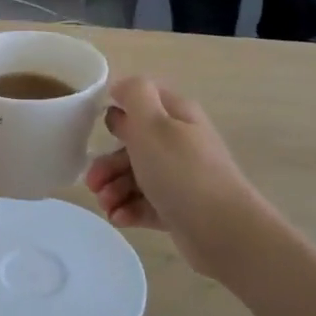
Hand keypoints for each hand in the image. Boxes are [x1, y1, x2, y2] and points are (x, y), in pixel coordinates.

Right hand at [83, 77, 270, 278]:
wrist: (223, 231)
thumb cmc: (181, 172)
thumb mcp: (152, 124)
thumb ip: (134, 95)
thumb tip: (121, 85)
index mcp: (176, 115)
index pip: (143, 100)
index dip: (117, 110)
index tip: (96, 129)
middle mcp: (179, 142)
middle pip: (133, 144)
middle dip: (108, 162)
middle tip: (93, 181)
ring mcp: (180, 177)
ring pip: (136, 176)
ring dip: (114, 188)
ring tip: (106, 205)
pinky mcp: (178, 208)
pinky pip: (145, 204)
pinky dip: (128, 209)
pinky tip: (119, 218)